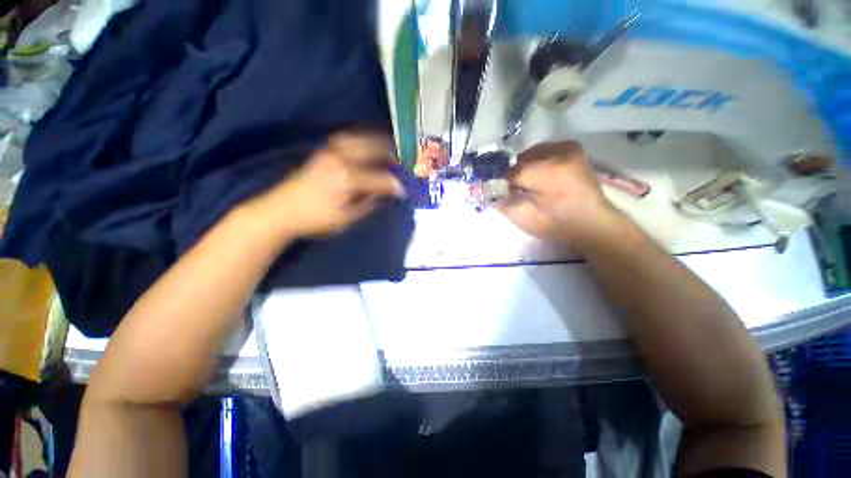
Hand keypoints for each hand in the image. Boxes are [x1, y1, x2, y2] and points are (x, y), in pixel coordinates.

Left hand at [239, 132, 404, 238]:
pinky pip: (346, 140)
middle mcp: (341, 160)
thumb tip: (384, 196)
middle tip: (401, 159)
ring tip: (387, 147)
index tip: (404, 190)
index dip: (394, 185)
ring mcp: (330, 153)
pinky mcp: (322, 152)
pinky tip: (366, 146)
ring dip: (375, 142)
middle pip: (371, 150)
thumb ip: (368, 205)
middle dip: (389, 153)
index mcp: (348, 179)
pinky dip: (360, 141)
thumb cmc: (315, 219)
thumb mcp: (346, 218)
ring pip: (358, 140)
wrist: (280, 211)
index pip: (380, 179)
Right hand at [497, 140, 621, 245]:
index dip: (500, 183)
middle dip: (512, 176)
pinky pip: (541, 152)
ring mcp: (568, 148)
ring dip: (523, 169)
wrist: (593, 224)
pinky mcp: (571, 148)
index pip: (510, 173)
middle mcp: (559, 153)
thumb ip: (502, 202)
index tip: (497, 193)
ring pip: (529, 155)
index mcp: (548, 173)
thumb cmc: (557, 226)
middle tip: (515, 192)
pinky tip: (539, 178)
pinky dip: (534, 163)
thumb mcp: (525, 220)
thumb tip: (484, 188)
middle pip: (520, 161)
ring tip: (528, 186)